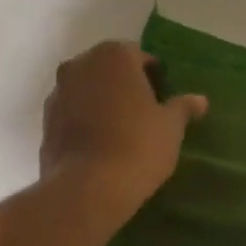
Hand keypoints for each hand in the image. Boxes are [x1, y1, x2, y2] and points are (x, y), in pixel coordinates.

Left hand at [41, 41, 207, 217]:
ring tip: (120, 130)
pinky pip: (72, 113)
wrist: (88, 188)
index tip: (163, 98)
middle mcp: (80, 65)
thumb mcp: (171, 127)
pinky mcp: (45, 122)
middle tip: (144, 112)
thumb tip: (200, 100)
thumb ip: (183, 107)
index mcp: (114, 57)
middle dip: (124, 85)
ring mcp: (58, 93)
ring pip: (86, 90)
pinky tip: (99, 145)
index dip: (153, 76)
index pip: (139, 56)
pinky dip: (84, 121)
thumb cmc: (138, 147)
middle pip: (108, 69)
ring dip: (101, 102)